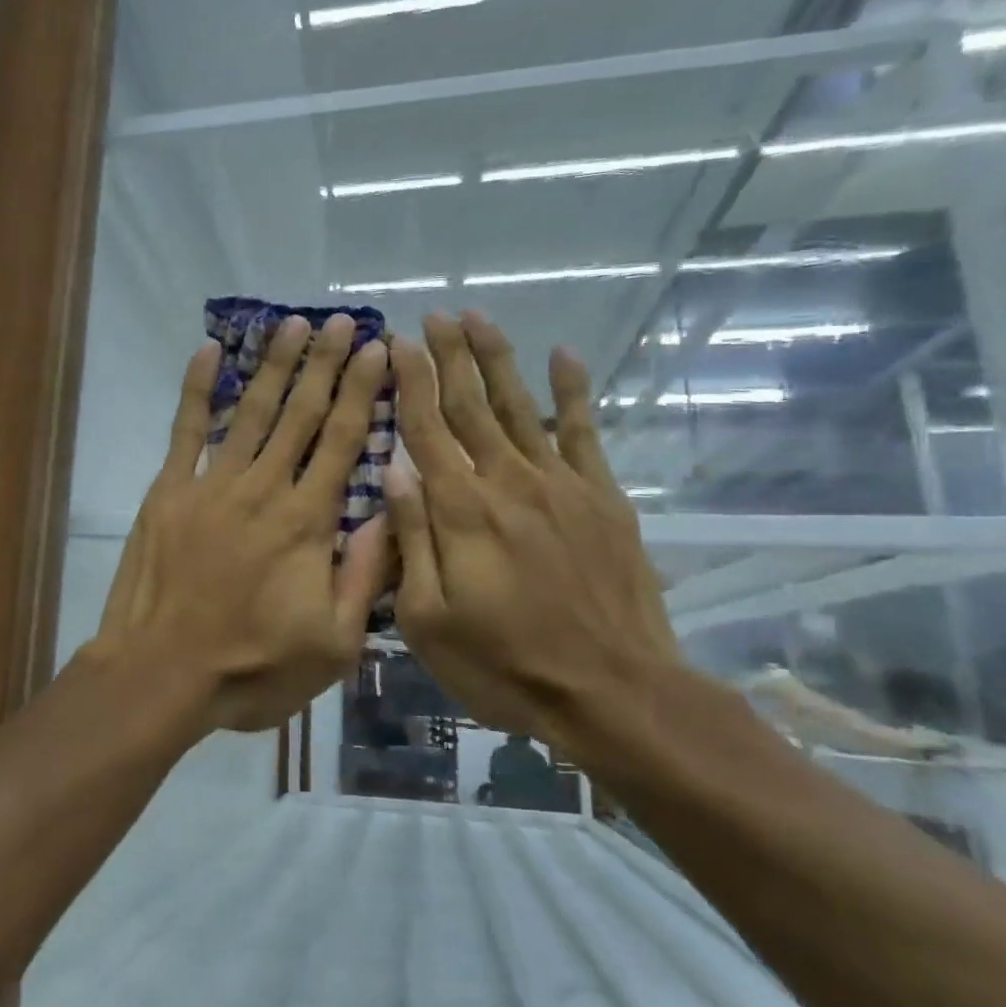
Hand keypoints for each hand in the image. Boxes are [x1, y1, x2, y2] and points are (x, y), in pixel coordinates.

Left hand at [92, 314, 390, 735]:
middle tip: (344, 320)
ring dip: (275, 365)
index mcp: (307, 522)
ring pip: (251, 412)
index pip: (343, 441)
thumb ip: (365, 575)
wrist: (162, 675)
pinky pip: (185, 429)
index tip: (379, 350)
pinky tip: (208, 351)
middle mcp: (264, 489)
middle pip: (302, 414)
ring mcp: (212, 485)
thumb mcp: (333, 644)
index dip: (363, 391)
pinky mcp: (168, 491)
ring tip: (293, 324)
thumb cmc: (252, 668)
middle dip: (326, 364)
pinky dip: (195, 388)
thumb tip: (393, 513)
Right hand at [384, 313, 676, 762]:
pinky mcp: (602, 498)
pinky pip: (584, 432)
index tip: (398, 342)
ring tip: (478, 318)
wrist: (611, 692)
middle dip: (449, 356)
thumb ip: (411, 539)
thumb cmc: (504, 664)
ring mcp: (561, 485)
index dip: (410, 381)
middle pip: (471, 405)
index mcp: (460, 510)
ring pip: (521, 406)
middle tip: (434, 314)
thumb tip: (394, 470)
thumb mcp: (428, 620)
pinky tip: (564, 357)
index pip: (427, 428)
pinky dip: (574, 392)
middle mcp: (507, 481)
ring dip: (497, 359)